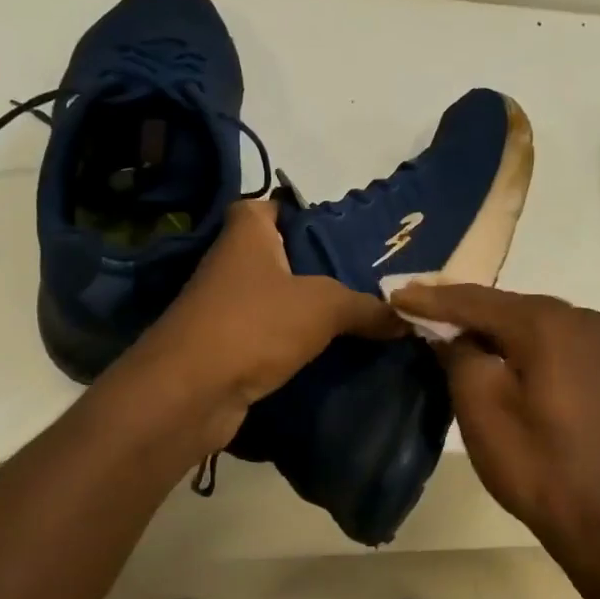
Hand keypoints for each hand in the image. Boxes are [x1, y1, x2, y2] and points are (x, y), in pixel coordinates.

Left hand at [133, 200, 403, 448]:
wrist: (191, 392)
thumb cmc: (255, 324)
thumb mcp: (324, 307)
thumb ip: (366, 307)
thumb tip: (408, 317)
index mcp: (247, 234)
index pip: (271, 206)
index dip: (302, 213)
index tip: (341, 231)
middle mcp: (231, 263)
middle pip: (281, 255)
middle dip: (320, 266)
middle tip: (367, 277)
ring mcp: (225, 307)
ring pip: (277, 298)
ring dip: (309, 308)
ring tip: (360, 314)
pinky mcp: (227, 346)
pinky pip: (270, 335)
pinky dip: (295, 341)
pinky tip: (332, 351)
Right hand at [391, 284, 599, 549]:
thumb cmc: (535, 463)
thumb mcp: (480, 406)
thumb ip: (458, 354)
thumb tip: (451, 334)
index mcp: (547, 322)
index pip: (477, 301)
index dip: (432, 300)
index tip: (395, 296)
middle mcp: (579, 317)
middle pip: (505, 306)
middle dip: (460, 309)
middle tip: (417, 307)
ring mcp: (598, 340)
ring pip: (529, 321)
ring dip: (490, 325)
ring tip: (447, 326)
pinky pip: (550, 340)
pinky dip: (518, 341)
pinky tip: (495, 349)